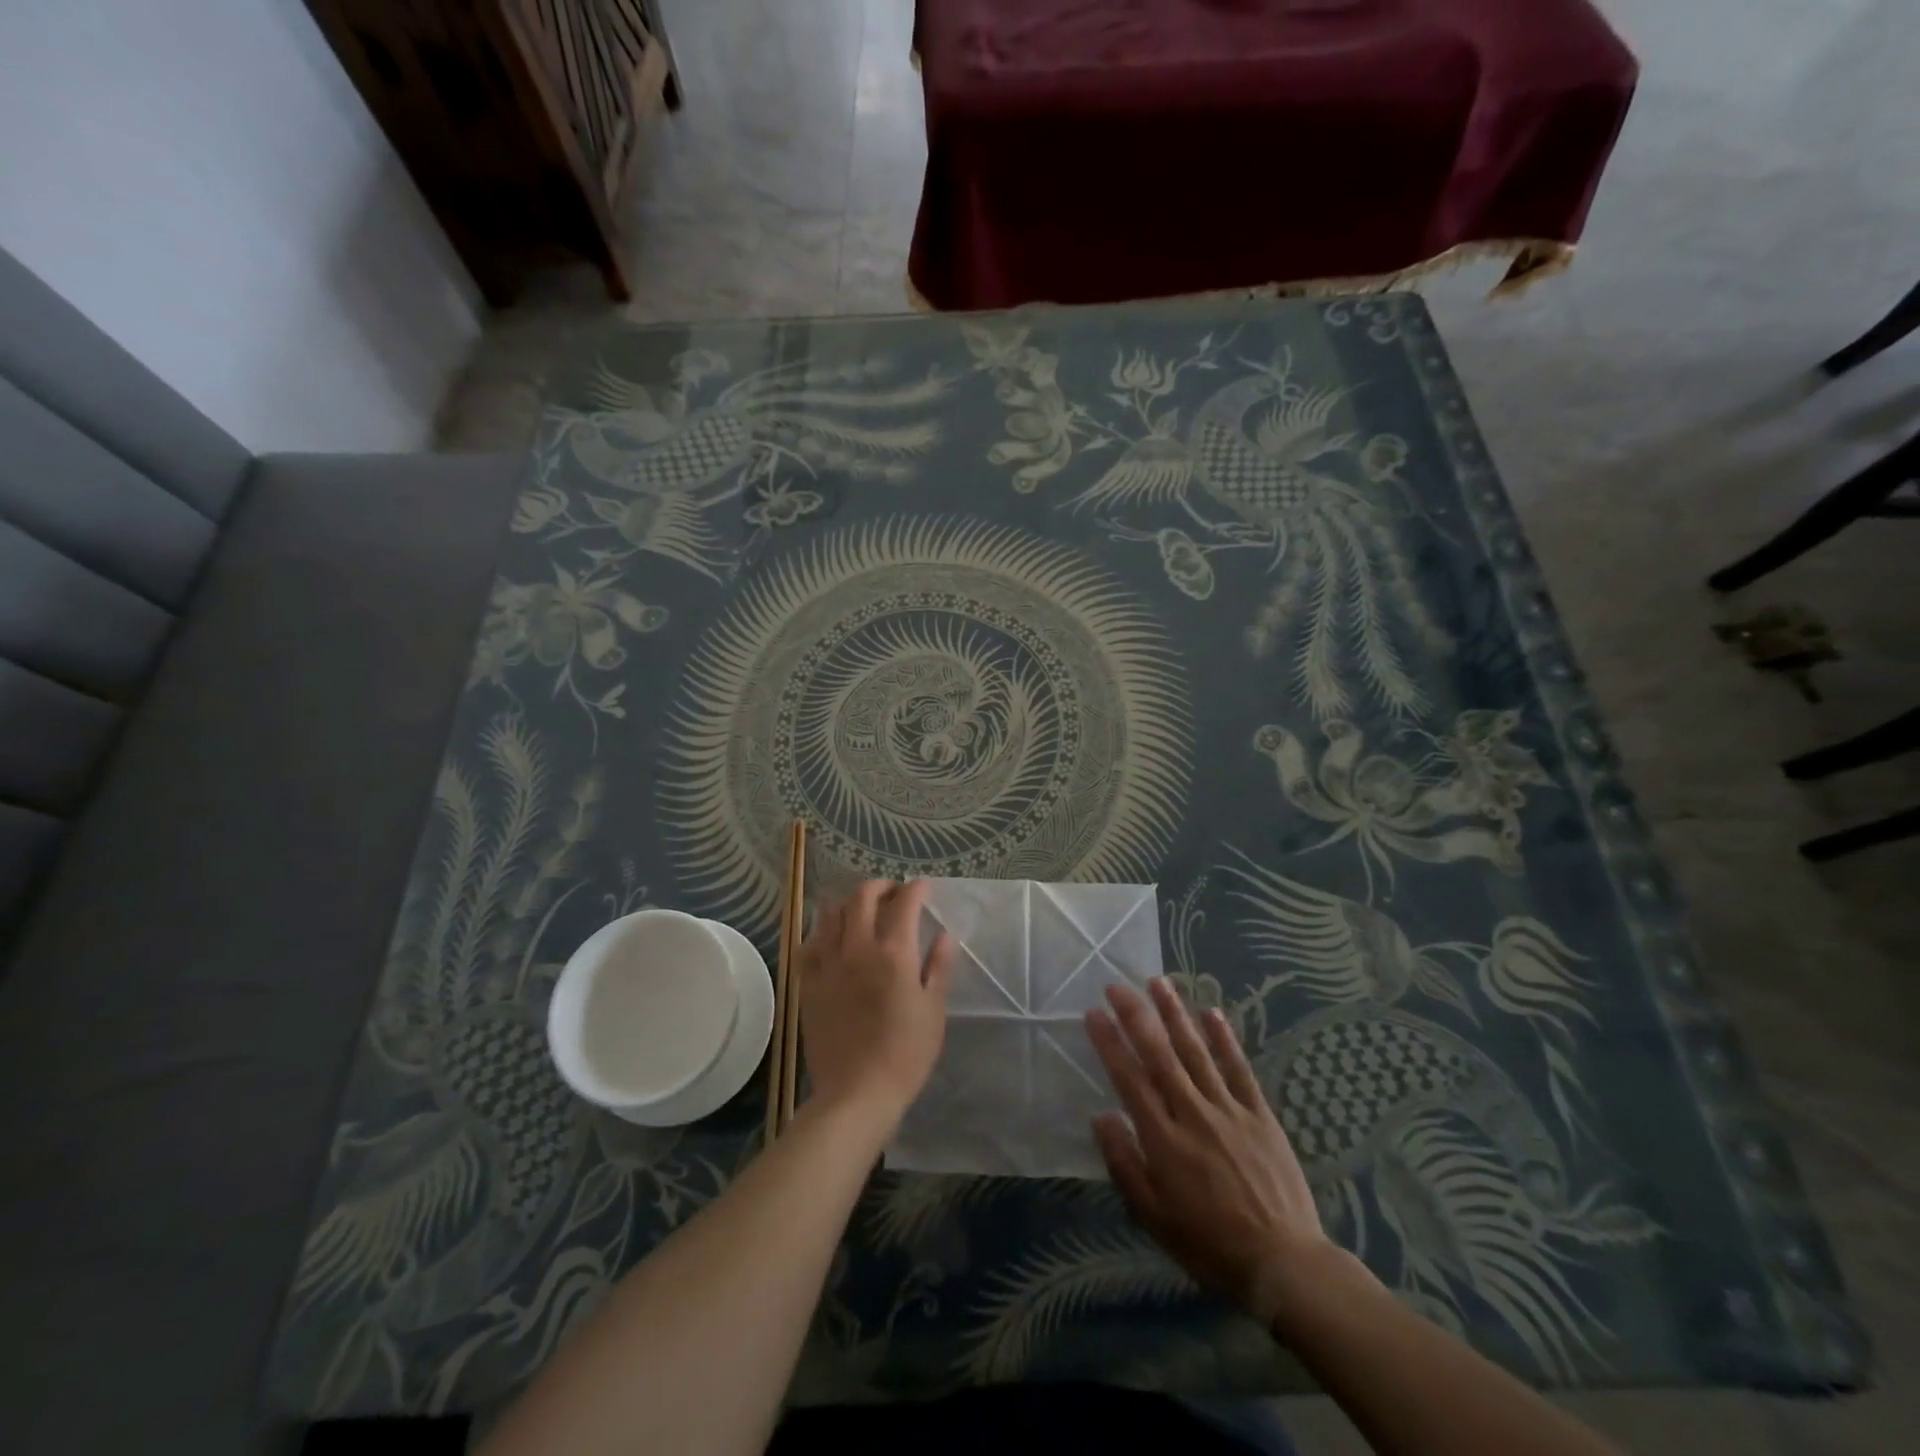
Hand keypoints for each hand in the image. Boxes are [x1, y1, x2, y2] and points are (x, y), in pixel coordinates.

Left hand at [798, 880, 954, 1125]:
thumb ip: (939, 967)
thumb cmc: (905, 1054)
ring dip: (850, 904)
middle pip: (862, 897)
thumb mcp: (933, 1010)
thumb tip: (945, 935)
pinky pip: (809, 944)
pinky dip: (822, 932)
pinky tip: (832, 941)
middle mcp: (858, 948)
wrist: (856, 1094)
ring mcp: (828, 964)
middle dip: (881, 886)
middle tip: (894, 893)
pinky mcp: (808, 983)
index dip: (916, 889)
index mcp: (894, 953)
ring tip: (862, 912)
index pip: (905, 903)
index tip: (924, 887)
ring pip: (831, 914)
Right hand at [1087, 979, 1337, 1324]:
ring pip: (1196, 1051)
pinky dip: (1225, 1039)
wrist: (1283, 1263)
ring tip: (1159, 982)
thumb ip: (1125, 1164)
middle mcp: (1192, 1113)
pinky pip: (1239, 1069)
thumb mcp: (1154, 1217)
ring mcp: (1229, 1110)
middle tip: (1117, 985)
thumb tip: (1102, 1117)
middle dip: (1136, 1016)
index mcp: (1164, 1138)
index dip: (1110, 1043)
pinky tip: (1212, 1012)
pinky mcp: (1259, 1114)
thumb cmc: (1209, 1244)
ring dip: (1175, 1014)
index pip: (1129, 1078)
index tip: (1093, 1013)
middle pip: (1160, 1054)